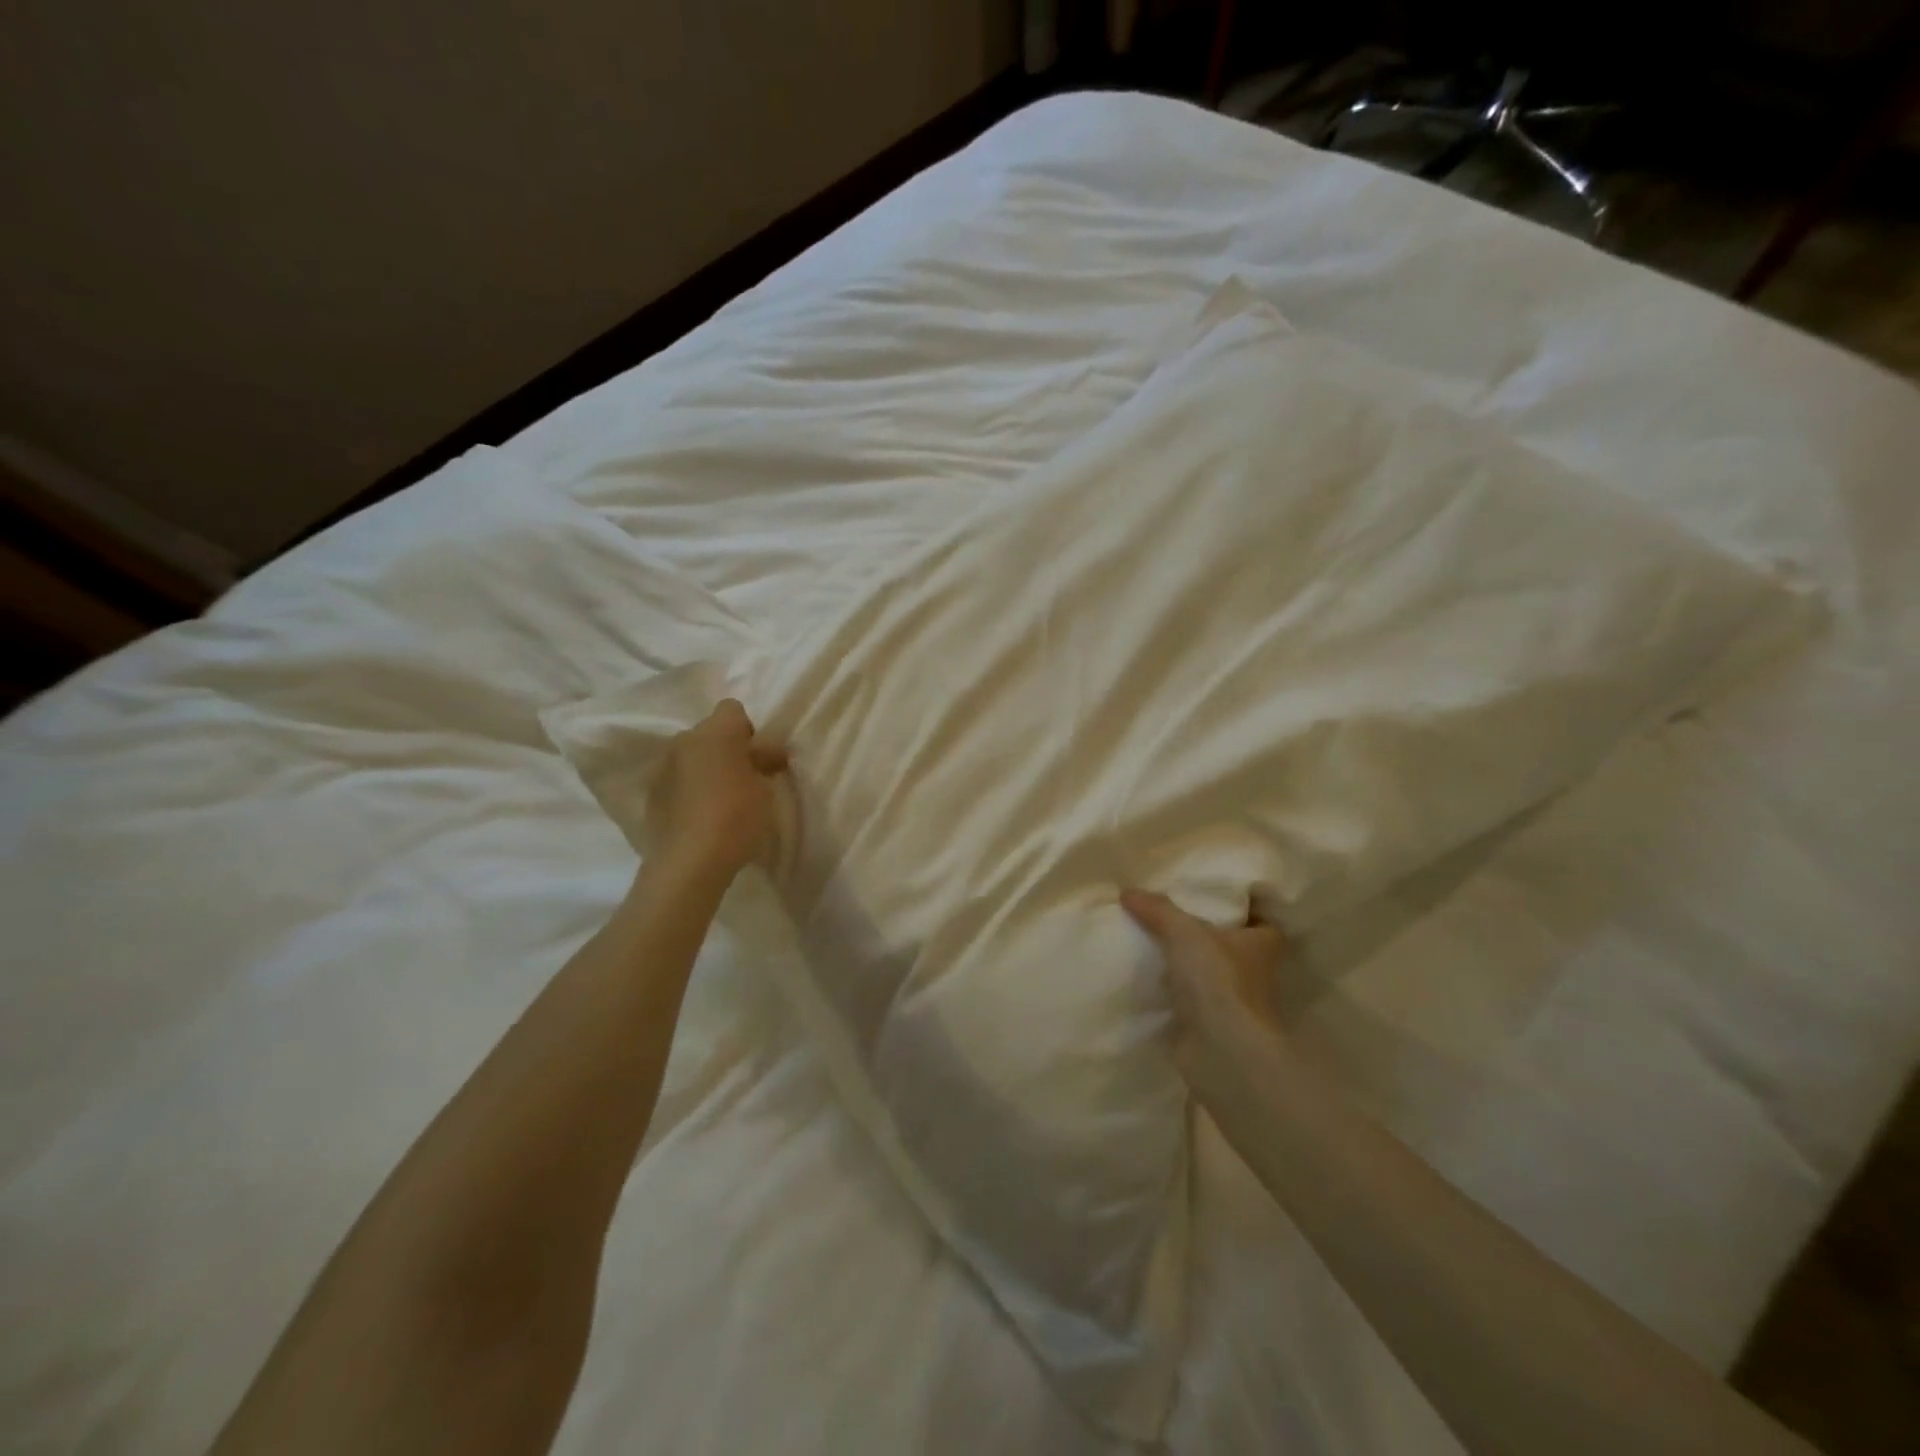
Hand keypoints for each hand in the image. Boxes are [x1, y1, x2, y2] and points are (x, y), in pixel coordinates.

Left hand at [647, 699, 788, 877]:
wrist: (689, 863)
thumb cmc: (736, 818)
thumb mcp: (765, 789)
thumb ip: (764, 763)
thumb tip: (768, 752)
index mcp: (715, 733)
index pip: (732, 709)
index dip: (748, 730)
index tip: (758, 758)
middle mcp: (684, 741)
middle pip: (710, 733)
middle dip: (726, 749)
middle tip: (744, 779)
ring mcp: (663, 767)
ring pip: (691, 756)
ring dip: (705, 768)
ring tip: (720, 800)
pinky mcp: (651, 793)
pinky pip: (676, 779)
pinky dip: (689, 789)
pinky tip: (700, 815)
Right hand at [1121, 888, 1288, 1105]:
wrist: (1221, 1051)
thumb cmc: (1219, 980)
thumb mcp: (1184, 932)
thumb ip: (1157, 910)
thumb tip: (1128, 892)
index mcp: (1262, 944)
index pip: (1262, 921)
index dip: (1244, 909)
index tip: (1215, 897)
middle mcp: (1254, 973)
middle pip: (1231, 947)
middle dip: (1206, 936)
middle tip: (1171, 915)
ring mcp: (1232, 1003)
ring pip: (1208, 975)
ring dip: (1186, 966)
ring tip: (1149, 942)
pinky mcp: (1208, 1026)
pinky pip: (1186, 1001)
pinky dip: (1169, 994)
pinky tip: (1143, 978)